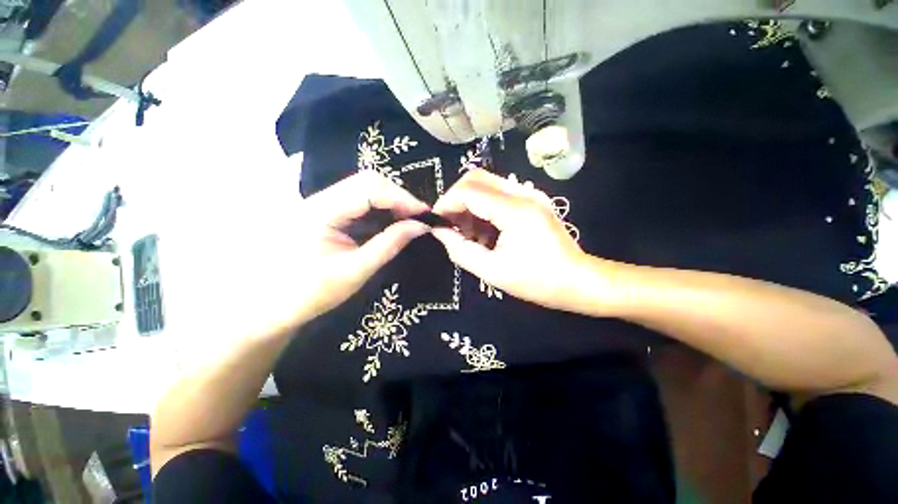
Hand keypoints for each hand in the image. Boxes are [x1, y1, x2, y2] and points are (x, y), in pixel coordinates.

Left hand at [164, 171, 428, 343]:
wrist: (269, 306)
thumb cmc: (310, 293)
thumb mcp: (356, 271)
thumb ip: (390, 244)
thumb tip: (421, 226)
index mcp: (321, 211)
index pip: (368, 188)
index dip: (401, 197)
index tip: (425, 213)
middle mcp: (319, 199)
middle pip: (366, 181)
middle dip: (398, 196)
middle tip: (419, 216)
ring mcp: (320, 204)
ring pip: (363, 189)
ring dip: (390, 201)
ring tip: (409, 219)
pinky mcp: (325, 213)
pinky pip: (358, 202)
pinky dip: (379, 209)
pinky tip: (390, 222)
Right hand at [431, 170, 586, 309]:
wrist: (578, 280)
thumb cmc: (537, 281)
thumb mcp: (492, 271)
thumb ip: (460, 249)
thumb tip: (439, 231)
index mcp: (515, 211)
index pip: (469, 191)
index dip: (446, 203)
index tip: (436, 221)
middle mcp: (523, 193)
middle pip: (476, 178)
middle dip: (456, 199)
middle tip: (450, 225)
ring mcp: (529, 194)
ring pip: (486, 184)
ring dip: (469, 204)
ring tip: (468, 234)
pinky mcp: (531, 200)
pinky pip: (498, 194)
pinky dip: (482, 208)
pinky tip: (484, 233)